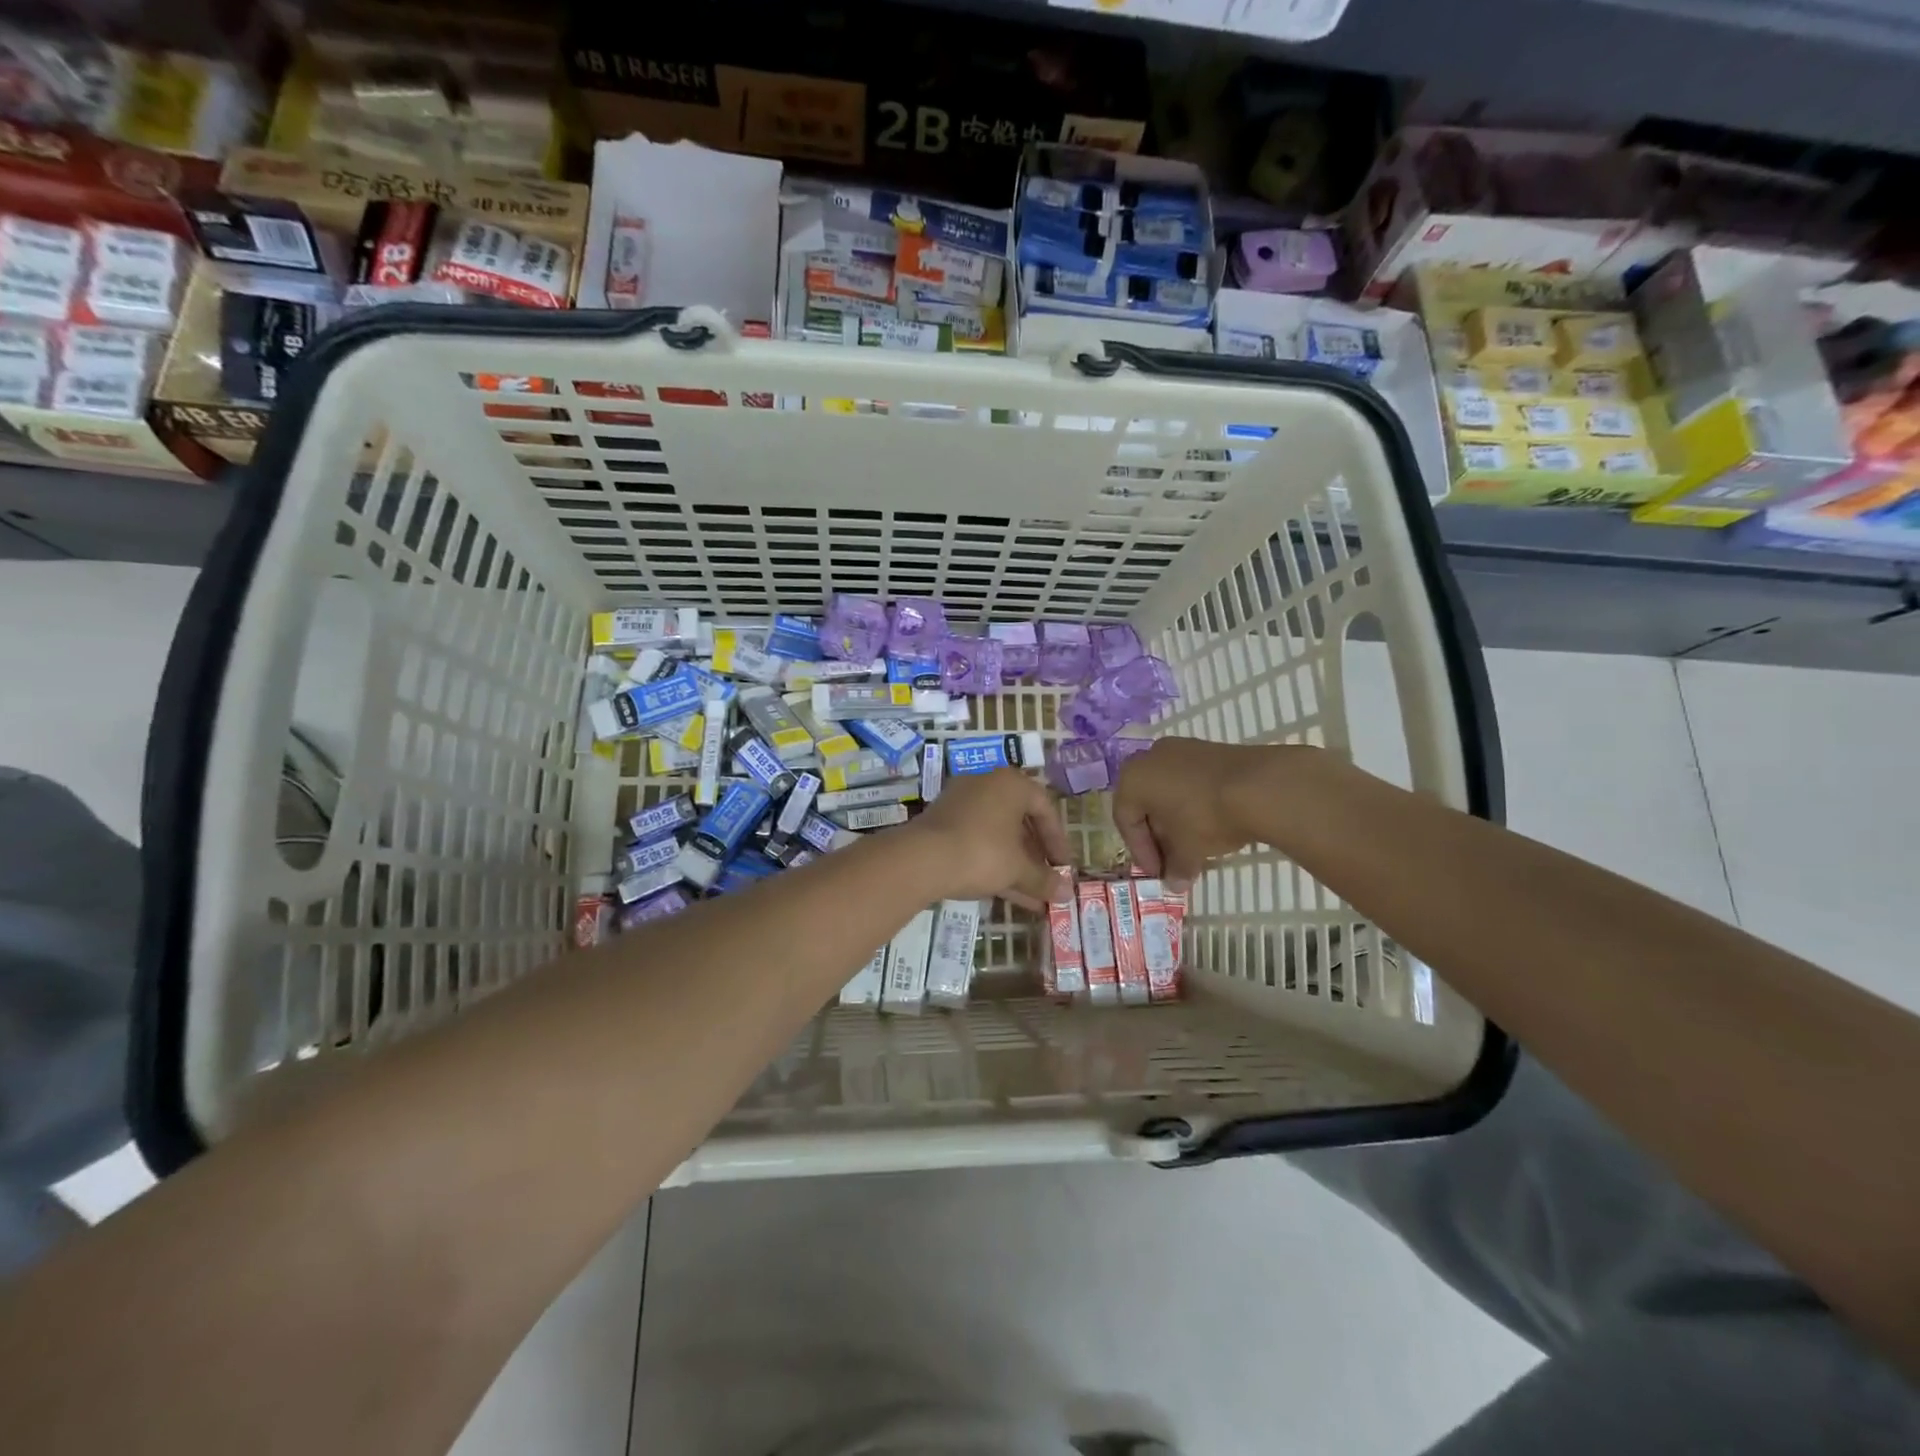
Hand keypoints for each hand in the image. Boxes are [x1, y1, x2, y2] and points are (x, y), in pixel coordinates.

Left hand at [903, 768, 1070, 908]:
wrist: (921, 859)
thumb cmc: (982, 853)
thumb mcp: (1017, 869)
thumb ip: (1043, 879)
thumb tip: (1067, 893)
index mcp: (1010, 784)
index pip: (1045, 808)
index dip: (1058, 841)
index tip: (1063, 867)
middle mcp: (986, 784)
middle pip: (1019, 820)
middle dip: (1035, 855)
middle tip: (1046, 879)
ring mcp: (960, 802)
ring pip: (997, 834)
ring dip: (1015, 864)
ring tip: (1031, 896)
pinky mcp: (942, 822)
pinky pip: (976, 840)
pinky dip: (992, 862)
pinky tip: (1005, 893)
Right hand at [1114, 737, 1309, 889]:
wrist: (1259, 786)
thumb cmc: (1206, 817)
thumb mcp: (1187, 850)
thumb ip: (1176, 867)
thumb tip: (1175, 884)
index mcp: (1132, 779)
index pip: (1126, 820)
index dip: (1141, 852)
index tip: (1158, 873)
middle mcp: (1150, 757)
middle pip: (1147, 804)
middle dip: (1159, 836)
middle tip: (1172, 861)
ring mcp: (1182, 748)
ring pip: (1170, 791)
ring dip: (1177, 821)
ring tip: (1195, 846)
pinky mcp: (1210, 749)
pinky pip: (1191, 781)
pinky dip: (1195, 804)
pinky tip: (1212, 824)